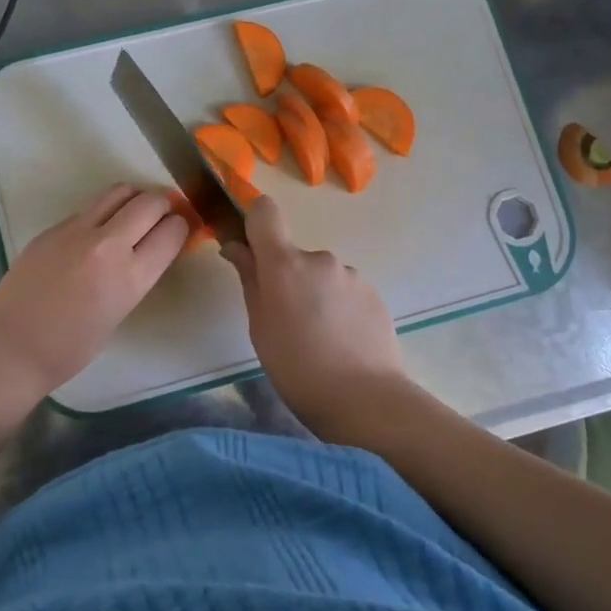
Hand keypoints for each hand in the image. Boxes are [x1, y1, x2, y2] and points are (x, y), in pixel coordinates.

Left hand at [0, 183, 188, 396]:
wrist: (11, 347)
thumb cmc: (70, 348)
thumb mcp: (119, 312)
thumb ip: (136, 276)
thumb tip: (148, 251)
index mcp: (131, 276)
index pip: (172, 231)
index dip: (181, 227)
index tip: (180, 229)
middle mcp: (108, 244)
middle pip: (149, 201)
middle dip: (163, 205)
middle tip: (161, 217)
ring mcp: (76, 230)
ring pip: (118, 192)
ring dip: (134, 199)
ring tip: (133, 215)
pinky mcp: (52, 228)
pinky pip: (88, 209)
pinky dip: (102, 214)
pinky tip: (94, 236)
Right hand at [221, 195, 405, 422]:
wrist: (365, 399)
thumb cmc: (297, 367)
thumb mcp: (259, 326)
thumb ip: (249, 279)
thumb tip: (235, 247)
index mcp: (285, 263)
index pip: (265, 212)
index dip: (254, 222)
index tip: (250, 249)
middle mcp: (320, 259)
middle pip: (293, 255)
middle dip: (287, 279)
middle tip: (286, 322)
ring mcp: (351, 275)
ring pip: (321, 276)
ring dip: (315, 295)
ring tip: (318, 339)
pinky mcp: (374, 295)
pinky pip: (345, 292)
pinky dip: (338, 308)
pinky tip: (341, 343)